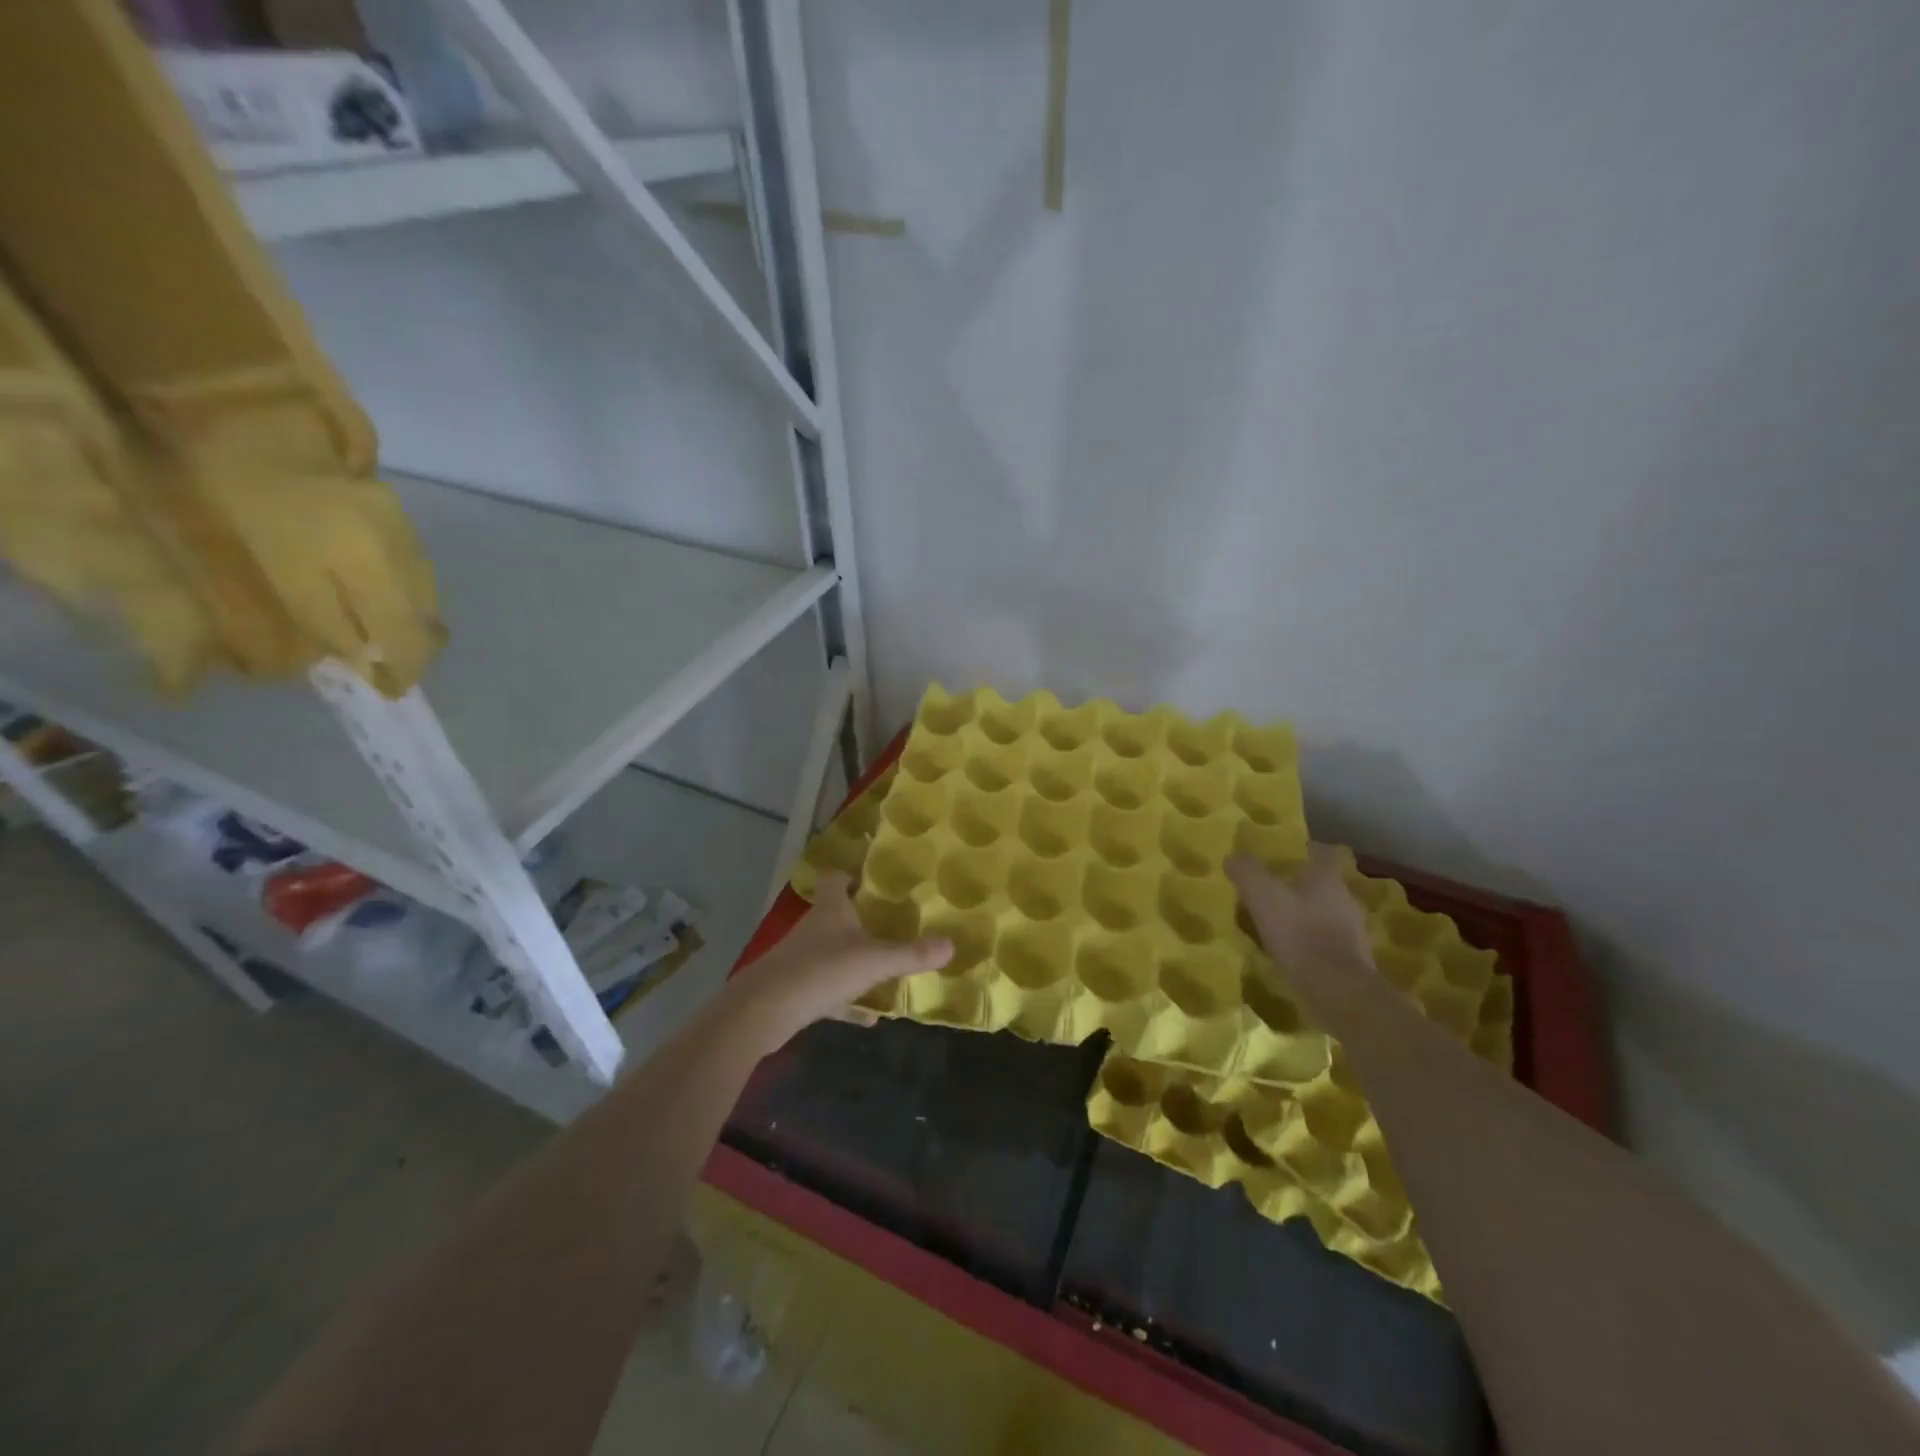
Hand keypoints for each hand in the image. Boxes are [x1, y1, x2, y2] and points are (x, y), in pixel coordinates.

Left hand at [728, 872, 952, 1045]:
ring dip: (854, 961)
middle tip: (890, 924)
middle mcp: (814, 929)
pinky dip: (848, 1001)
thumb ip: (912, 954)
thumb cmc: (822, 970)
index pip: (834, 878)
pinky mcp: (796, 990)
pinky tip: (870, 1018)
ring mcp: (802, 960)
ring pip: (831, 954)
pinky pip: (828, 992)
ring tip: (886, 969)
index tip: (869, 878)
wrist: (765, 1010)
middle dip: (859, 919)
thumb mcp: (875, 960)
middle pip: (834, 915)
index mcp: (830, 909)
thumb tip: (951, 944)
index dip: (849, 875)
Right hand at [1227, 844, 1374, 974]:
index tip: (1287, 855)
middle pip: (1326, 884)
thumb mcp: (1262, 896)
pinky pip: (1331, 942)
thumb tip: (1233, 857)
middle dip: (1304, 886)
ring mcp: (1356, 930)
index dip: (1306, 850)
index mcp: (1327, 877)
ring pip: (1329, 913)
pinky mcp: (1355, 959)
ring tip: (1283, 925)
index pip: (1323, 852)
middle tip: (1277, 892)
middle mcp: (1346, 898)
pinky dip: (1315, 943)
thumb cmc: (1298, 932)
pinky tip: (1296, 953)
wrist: (1337, 988)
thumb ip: (1247, 872)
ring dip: (1310, 916)